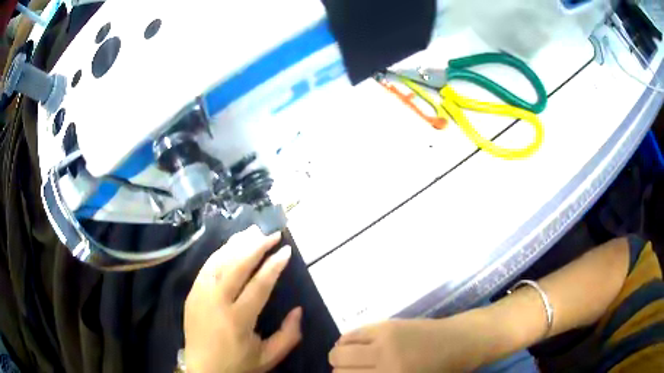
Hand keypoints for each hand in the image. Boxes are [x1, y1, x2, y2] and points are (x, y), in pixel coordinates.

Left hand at [184, 226, 301, 372]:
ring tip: (252, 232)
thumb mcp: (269, 357)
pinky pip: (206, 267)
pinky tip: (230, 246)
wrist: (202, 371)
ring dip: (236, 245)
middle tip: (271, 234)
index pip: (259, 285)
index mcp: (238, 319)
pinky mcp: (191, 294)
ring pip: (218, 261)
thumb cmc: (238, 365)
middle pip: (236, 266)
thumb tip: (298, 309)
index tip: (286, 250)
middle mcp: (216, 302)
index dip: (274, 265)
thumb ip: (289, 335)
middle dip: (256, 246)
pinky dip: (220, 253)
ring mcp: (200, 295)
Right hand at [329, 314, 487, 372]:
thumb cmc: (440, 371)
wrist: (461, 342)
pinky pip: (351, 334)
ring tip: (352, 361)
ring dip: (340, 358)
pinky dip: (346, 343)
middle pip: (338, 369)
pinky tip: (355, 347)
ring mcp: (384, 341)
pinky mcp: (386, 324)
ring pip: (339, 351)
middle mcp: (384, 362)